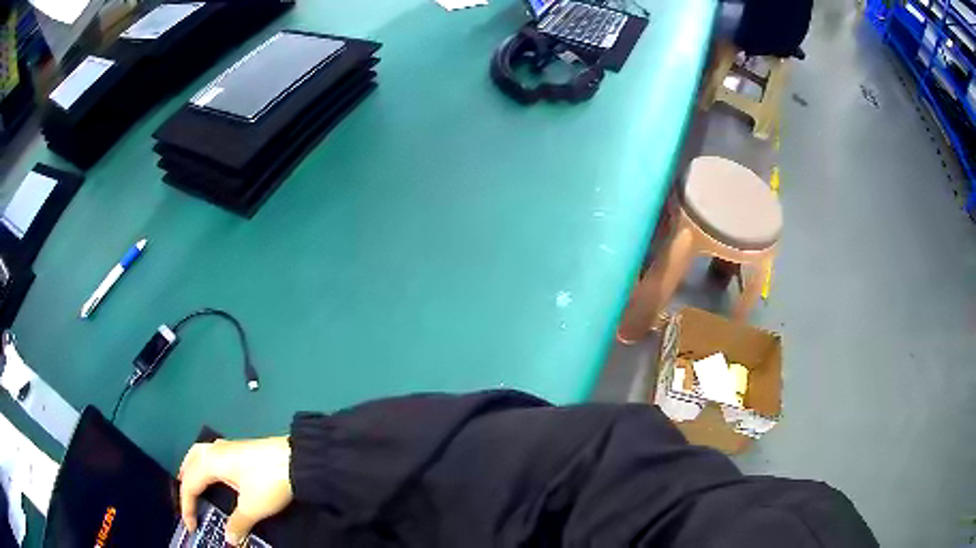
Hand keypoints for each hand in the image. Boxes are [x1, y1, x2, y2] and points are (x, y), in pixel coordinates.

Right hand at [179, 437, 292, 545]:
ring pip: (199, 455)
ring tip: (193, 486)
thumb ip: (238, 524)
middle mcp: (214, 450)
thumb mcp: (252, 508)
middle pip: (190, 464)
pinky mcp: (239, 448)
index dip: (187, 506)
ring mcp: (227, 446)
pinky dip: (204, 465)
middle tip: (187, 504)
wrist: (298, 459)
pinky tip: (214, 475)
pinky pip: (211, 455)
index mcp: (211, 462)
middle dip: (185, 484)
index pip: (189, 484)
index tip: (190, 526)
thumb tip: (229, 540)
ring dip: (192, 470)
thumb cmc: (268, 482)